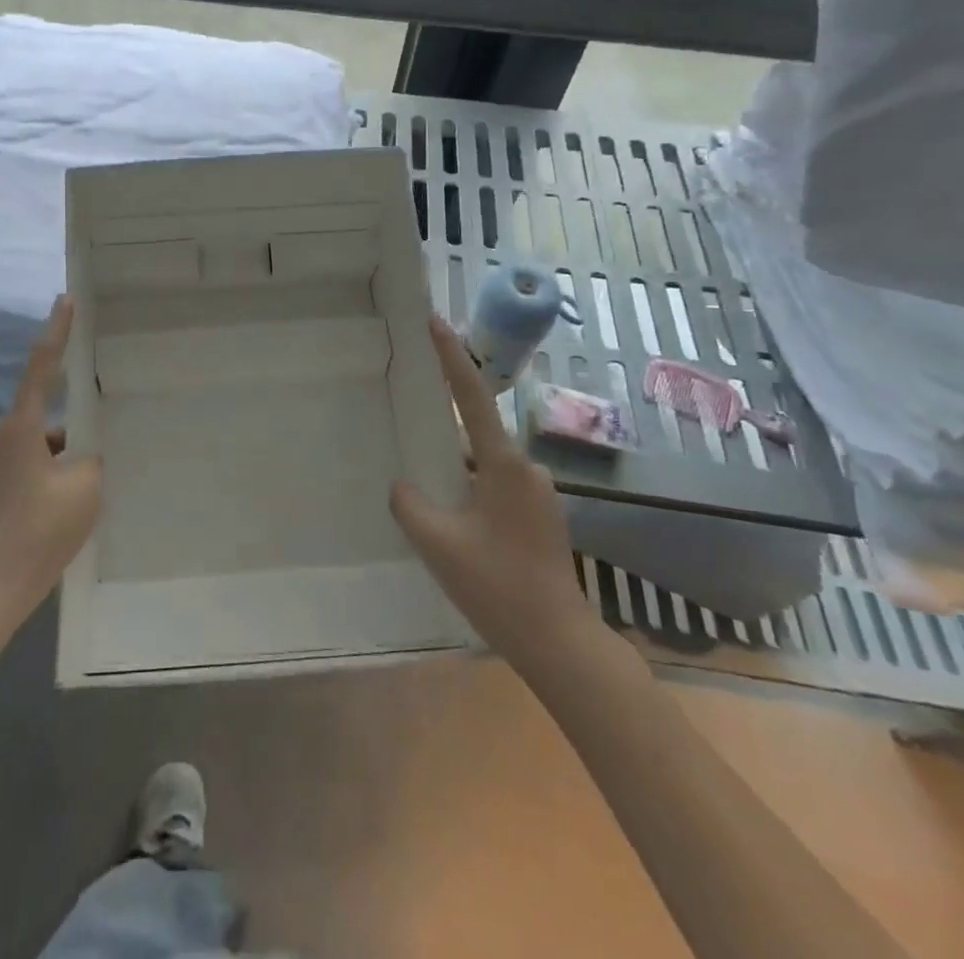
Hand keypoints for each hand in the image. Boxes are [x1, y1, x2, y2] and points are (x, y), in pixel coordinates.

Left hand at [0, 297, 101, 627]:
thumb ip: (88, 460)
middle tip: (75, 481)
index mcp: (21, 427)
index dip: (57, 332)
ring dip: (33, 469)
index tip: (64, 300)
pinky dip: (12, 490)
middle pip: (33, 426)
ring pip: (14, 454)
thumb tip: (74, 453)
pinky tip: (20, 527)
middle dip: (55, 443)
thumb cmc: (39, 534)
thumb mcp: (84, 491)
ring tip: (49, 514)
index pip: (42, 367)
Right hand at [391, 316, 594, 671]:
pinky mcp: (539, 518)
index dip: (452, 356)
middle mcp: (527, 469)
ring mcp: (537, 495)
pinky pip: (495, 488)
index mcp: (504, 465)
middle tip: (411, 422)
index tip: (436, 320)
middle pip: (476, 432)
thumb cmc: (498, 586)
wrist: (559, 643)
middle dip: (445, 425)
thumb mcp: (437, 543)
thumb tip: (404, 485)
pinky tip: (453, 520)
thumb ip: (410, 502)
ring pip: (484, 466)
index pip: (471, 397)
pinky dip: (470, 491)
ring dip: (456, 469)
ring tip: (426, 488)